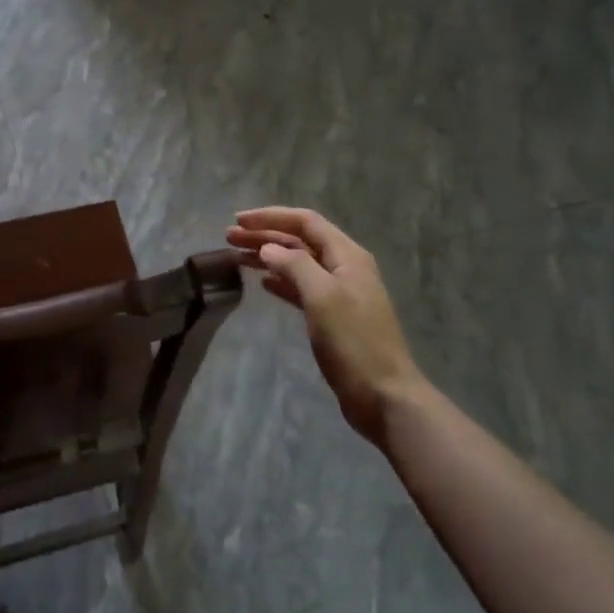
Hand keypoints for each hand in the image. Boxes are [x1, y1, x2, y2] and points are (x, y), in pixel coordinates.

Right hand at [227, 207, 430, 443]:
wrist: (384, 395)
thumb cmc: (353, 342)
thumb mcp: (323, 297)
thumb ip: (295, 266)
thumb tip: (268, 249)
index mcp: (347, 256)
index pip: (306, 222)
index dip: (271, 217)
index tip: (239, 220)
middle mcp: (344, 267)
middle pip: (300, 241)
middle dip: (265, 235)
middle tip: (229, 237)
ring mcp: (340, 293)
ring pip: (298, 264)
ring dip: (269, 257)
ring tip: (237, 257)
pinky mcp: (333, 317)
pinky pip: (302, 288)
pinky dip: (281, 281)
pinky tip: (263, 283)